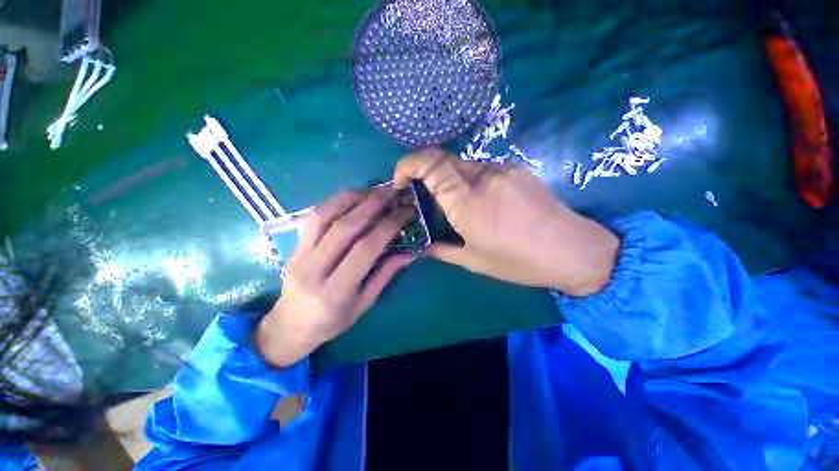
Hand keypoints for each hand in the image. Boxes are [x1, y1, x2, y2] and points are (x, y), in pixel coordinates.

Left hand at [256, 187, 414, 366]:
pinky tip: (350, 197)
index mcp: (336, 291)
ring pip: (324, 217)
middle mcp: (314, 270)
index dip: (387, 227)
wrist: (290, 326)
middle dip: (371, 205)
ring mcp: (299, 255)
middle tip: (391, 192)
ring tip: (372, 190)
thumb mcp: (364, 304)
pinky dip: (333, 202)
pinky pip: (313, 218)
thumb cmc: (332, 322)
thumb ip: (385, 275)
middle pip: (345, 228)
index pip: (365, 249)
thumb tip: (410, 252)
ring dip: (351, 198)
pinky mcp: (293, 246)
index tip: (404, 213)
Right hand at [394, 149, 618, 295]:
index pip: (429, 163)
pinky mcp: (515, 169)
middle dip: (424, 174)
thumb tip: (423, 245)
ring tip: (455, 204)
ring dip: (448, 179)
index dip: (407, 164)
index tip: (400, 181)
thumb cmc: (518, 261)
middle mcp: (482, 177)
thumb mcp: (473, 260)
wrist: (572, 250)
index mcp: (466, 201)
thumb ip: (441, 249)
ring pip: (461, 164)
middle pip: (442, 159)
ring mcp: (501, 169)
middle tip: (424, 196)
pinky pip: (482, 169)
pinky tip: (479, 201)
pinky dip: (469, 180)